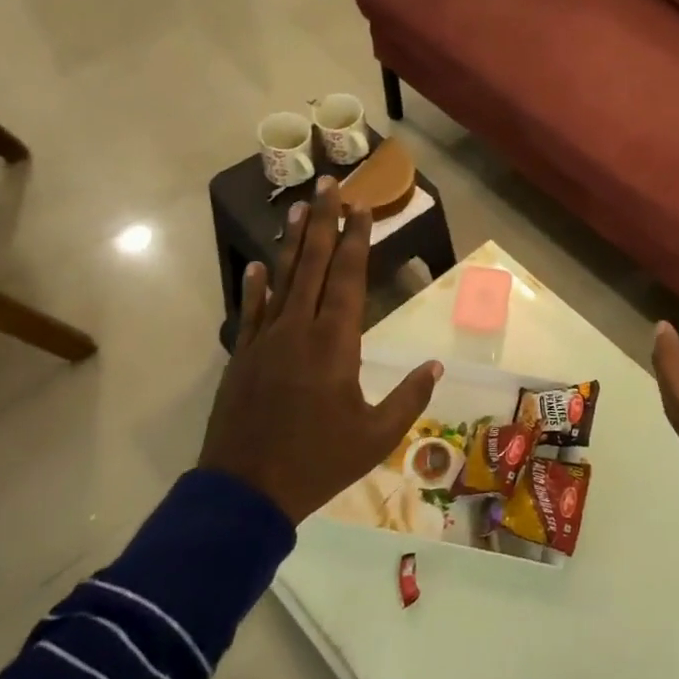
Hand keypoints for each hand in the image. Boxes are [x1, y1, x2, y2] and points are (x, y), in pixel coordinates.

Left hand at [199, 176, 442, 523]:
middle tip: (329, 185)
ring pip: (282, 279)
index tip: (361, 207)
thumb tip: (435, 366)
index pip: (348, 278)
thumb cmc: (318, 462)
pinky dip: (254, 287)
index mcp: (335, 343)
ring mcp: (266, 340)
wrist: (245, 493)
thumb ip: (408, 398)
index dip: (356, 240)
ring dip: (293, 243)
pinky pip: (250, 312)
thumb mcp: (375, 436)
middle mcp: (299, 329)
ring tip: (298, 209)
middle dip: (324, 222)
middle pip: (314, 265)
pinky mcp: (242, 357)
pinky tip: (257, 266)